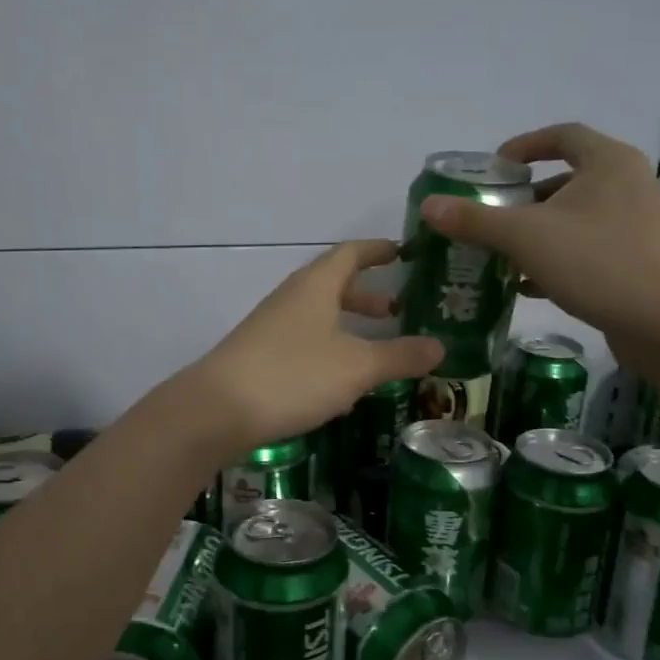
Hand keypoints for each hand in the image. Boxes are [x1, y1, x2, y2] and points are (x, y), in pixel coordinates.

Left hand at [182, 241, 442, 457]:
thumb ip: (399, 355)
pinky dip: (330, 349)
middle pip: (333, 284)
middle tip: (398, 308)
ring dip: (349, 325)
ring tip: (378, 348)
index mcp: (315, 286)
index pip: (351, 253)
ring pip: (318, 316)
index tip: (403, 252)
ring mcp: (271, 327)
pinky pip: (304, 342)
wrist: (218, 410)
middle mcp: (291, 298)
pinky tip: (342, 382)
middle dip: (367, 294)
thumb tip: (441, 346)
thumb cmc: (294, 375)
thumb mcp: (357, 366)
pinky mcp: (260, 356)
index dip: (378, 250)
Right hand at [419, 123, 659, 350]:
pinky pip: (585, 249)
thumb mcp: (526, 237)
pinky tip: (525, 285)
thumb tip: (429, 207)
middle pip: (564, 180)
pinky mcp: (635, 260)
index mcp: (608, 163)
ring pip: (573, 219)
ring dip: (535, 233)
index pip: (561, 136)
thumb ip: (475, 220)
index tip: (493, 169)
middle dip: (523, 199)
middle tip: (488, 216)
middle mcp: (626, 185)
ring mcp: (634, 225)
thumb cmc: (597, 262)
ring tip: (499, 252)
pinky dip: (554, 259)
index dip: (524, 146)